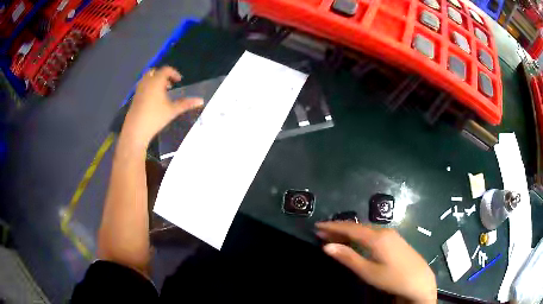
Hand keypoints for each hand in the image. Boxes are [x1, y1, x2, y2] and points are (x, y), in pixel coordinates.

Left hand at [121, 66, 203, 148]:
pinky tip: (153, 100)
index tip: (179, 80)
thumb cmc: (155, 118)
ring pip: (147, 79)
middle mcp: (146, 82)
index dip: (174, 73)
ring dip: (155, 81)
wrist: (136, 129)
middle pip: (154, 72)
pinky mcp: (135, 97)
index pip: (166, 70)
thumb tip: (201, 101)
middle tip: (169, 85)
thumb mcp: (172, 111)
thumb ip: (186, 104)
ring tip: (162, 92)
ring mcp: (139, 89)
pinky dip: (149, 87)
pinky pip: (142, 86)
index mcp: (156, 82)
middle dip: (162, 75)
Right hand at [316, 222, 436, 303]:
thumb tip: (327, 246)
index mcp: (376, 237)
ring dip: (349, 232)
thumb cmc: (392, 278)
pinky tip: (356, 241)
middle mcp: (384, 231)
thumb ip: (348, 257)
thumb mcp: (368, 271)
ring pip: (365, 229)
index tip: (317, 227)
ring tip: (335, 237)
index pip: (350, 228)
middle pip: (357, 227)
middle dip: (339, 229)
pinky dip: (360, 235)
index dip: (333, 227)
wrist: (419, 280)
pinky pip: (373, 233)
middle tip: (322, 233)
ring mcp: (391, 234)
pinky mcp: (395, 239)